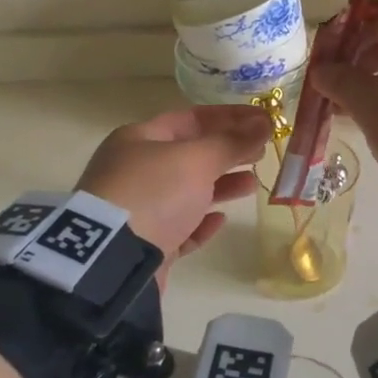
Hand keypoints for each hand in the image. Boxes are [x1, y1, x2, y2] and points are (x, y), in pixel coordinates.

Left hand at [76, 104, 272, 284]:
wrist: (113, 260)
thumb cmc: (154, 193)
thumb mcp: (196, 160)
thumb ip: (233, 142)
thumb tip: (264, 123)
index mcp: (139, 139)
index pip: (191, 118)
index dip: (229, 117)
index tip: (263, 120)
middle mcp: (135, 170)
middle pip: (190, 154)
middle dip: (227, 151)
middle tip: (262, 152)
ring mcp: (138, 209)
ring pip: (187, 192)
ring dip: (220, 186)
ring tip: (252, 184)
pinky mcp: (145, 245)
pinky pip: (179, 227)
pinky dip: (201, 222)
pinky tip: (220, 220)